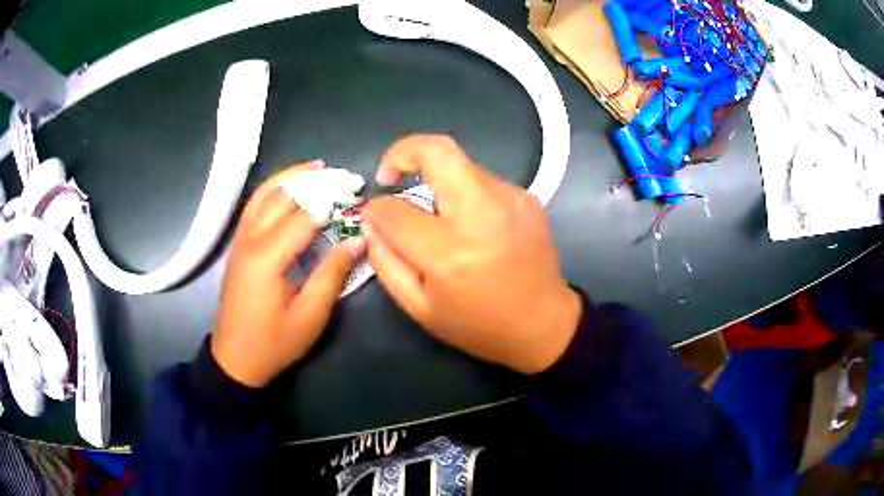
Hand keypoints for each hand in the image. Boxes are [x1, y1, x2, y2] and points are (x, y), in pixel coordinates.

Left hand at [211, 160, 366, 386]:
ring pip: (264, 195)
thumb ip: (332, 274)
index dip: (333, 202)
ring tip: (316, 167)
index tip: (358, 194)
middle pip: (282, 196)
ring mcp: (240, 240)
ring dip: (291, 177)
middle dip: (314, 181)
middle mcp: (250, 239)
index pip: (304, 216)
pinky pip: (255, 206)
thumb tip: (357, 240)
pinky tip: (288, 187)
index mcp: (267, 257)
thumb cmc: (274, 342)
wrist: (236, 358)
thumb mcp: (310, 316)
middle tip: (343, 175)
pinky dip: (273, 190)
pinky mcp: (238, 245)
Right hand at [363, 135, 581, 373]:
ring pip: (459, 162)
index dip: (376, 209)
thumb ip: (386, 262)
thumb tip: (373, 220)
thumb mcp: (420, 308)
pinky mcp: (526, 197)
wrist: (544, 323)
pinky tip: (468, 223)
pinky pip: (481, 179)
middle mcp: (483, 215)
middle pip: (437, 151)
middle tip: (391, 176)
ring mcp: (510, 200)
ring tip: (436, 215)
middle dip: (403, 152)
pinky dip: (462, 191)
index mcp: (451, 254)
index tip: (374, 214)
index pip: (396, 210)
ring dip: (436, 178)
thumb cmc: (479, 325)